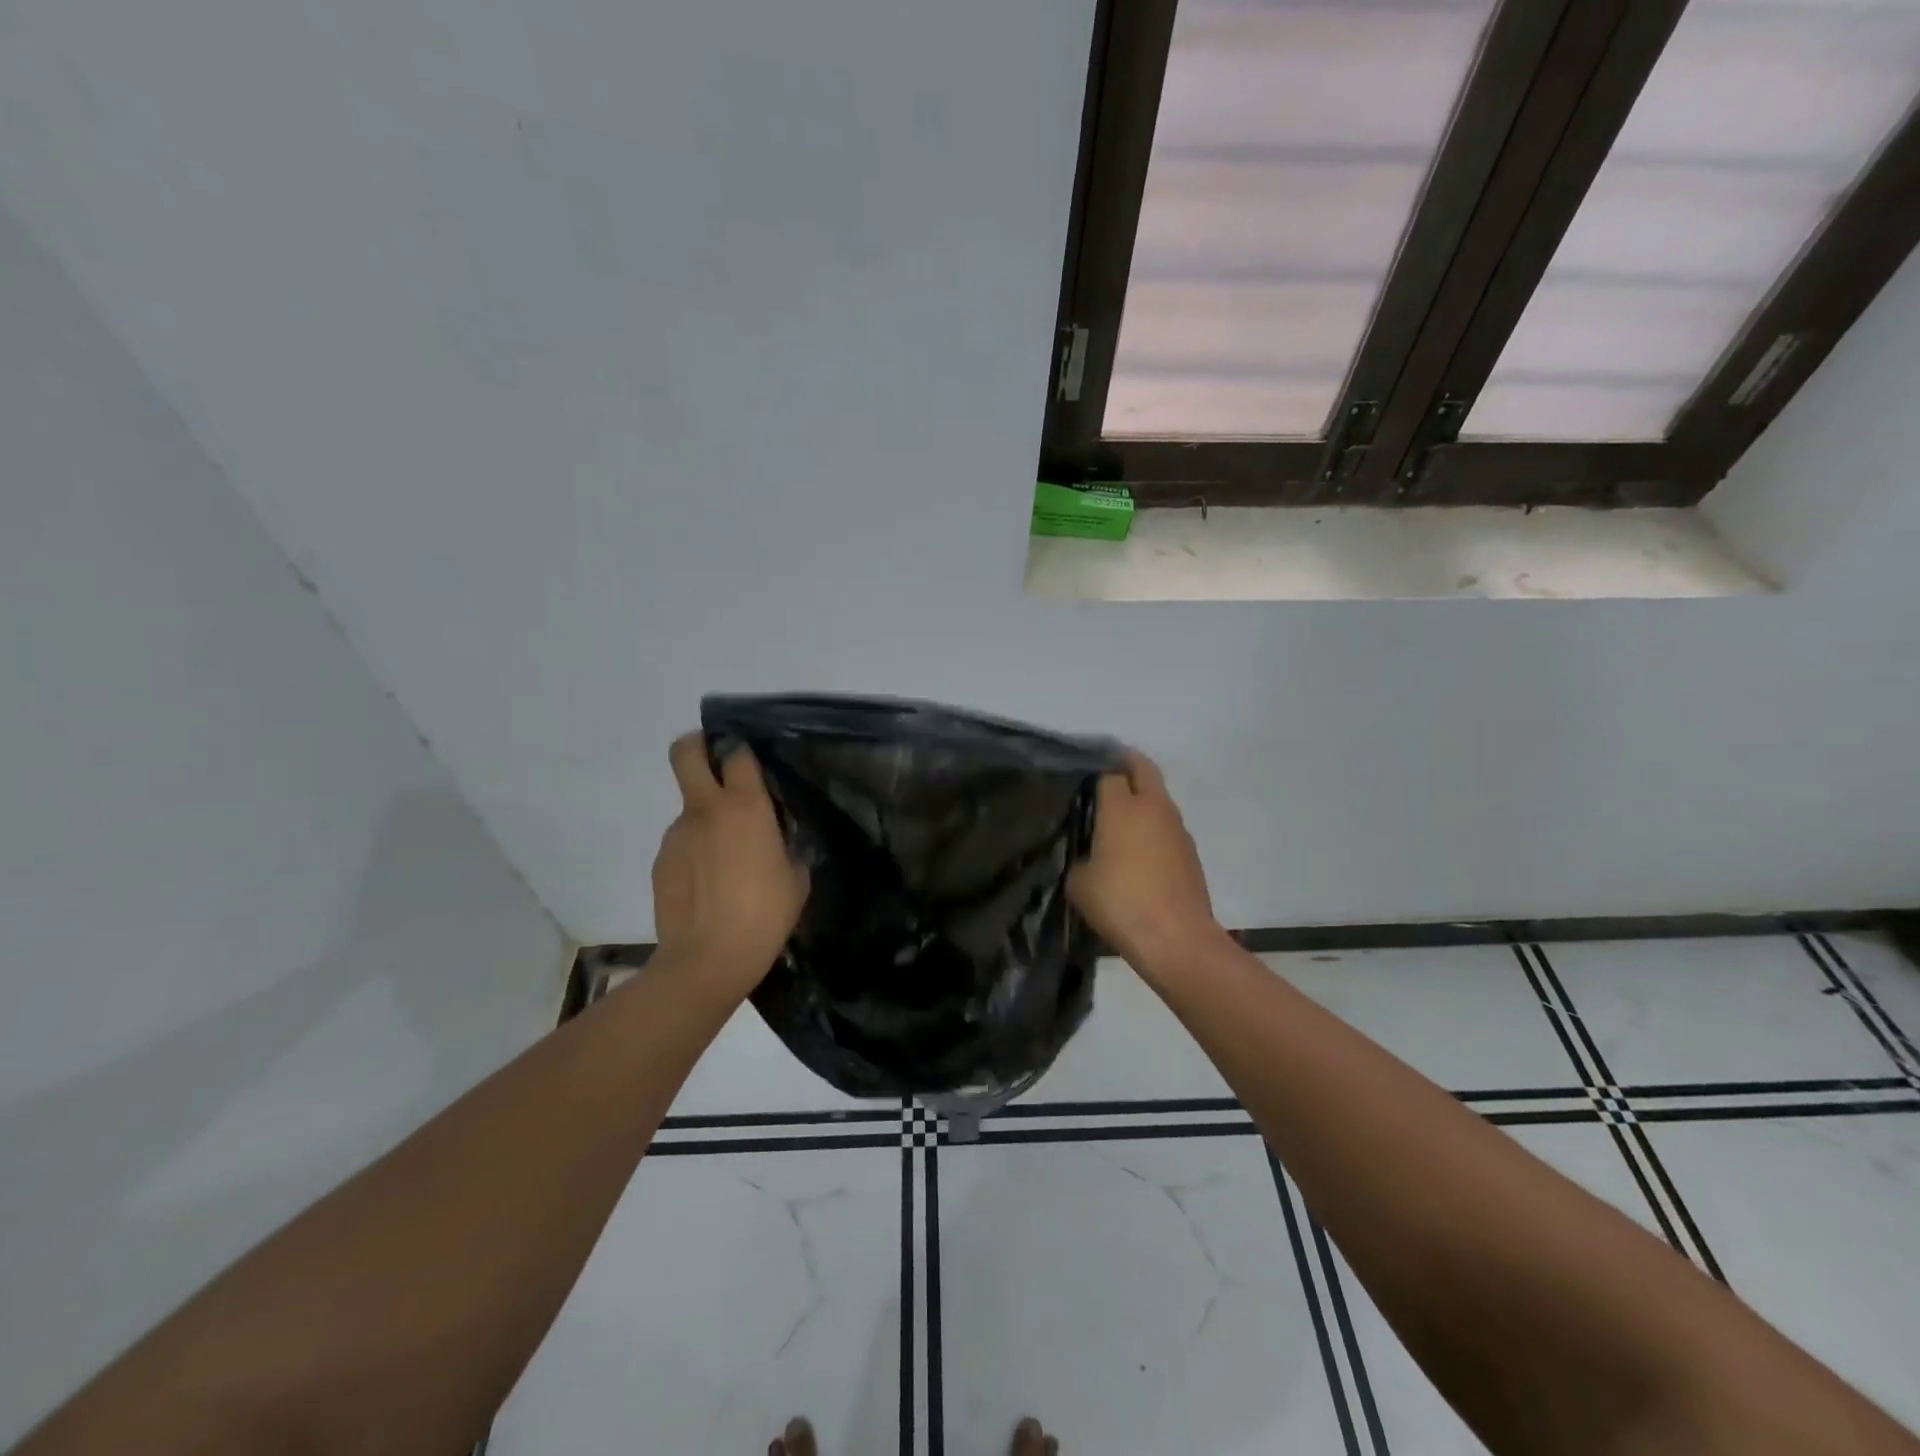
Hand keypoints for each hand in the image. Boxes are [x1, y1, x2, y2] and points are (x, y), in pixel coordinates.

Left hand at [653, 734, 808, 987]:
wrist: (707, 960)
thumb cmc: (764, 915)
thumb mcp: (797, 877)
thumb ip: (788, 845)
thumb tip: (779, 837)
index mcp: (745, 807)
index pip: (737, 753)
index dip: (743, 752)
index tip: (752, 764)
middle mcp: (706, 809)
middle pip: (686, 752)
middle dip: (697, 745)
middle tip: (716, 763)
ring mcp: (677, 833)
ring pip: (689, 806)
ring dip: (706, 817)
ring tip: (726, 859)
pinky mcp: (661, 860)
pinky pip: (682, 842)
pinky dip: (696, 850)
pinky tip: (710, 884)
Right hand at [1069, 751, 1224, 977]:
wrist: (1175, 938)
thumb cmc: (1121, 902)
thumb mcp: (1079, 883)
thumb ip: (1079, 860)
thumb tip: (1088, 857)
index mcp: (1122, 806)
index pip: (1108, 771)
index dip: (1094, 771)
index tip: (1081, 780)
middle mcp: (1153, 807)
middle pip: (1142, 768)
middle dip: (1125, 764)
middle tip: (1105, 776)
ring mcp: (1177, 828)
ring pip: (1158, 798)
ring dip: (1142, 799)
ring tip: (1119, 821)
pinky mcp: (1190, 852)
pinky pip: (1167, 827)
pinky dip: (1153, 828)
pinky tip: (1138, 852)